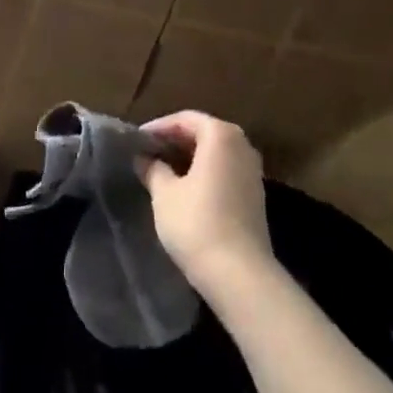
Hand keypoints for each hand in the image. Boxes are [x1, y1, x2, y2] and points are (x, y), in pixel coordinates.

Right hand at [137, 111, 273, 296]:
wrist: (239, 273)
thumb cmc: (197, 223)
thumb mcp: (165, 194)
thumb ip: (153, 169)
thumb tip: (144, 158)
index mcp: (221, 135)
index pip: (186, 119)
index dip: (159, 127)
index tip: (137, 140)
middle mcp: (242, 145)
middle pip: (204, 132)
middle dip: (174, 141)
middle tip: (147, 153)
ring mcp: (252, 170)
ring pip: (215, 153)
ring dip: (189, 157)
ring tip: (161, 170)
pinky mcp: (255, 194)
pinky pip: (225, 170)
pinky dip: (204, 172)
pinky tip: (184, 188)